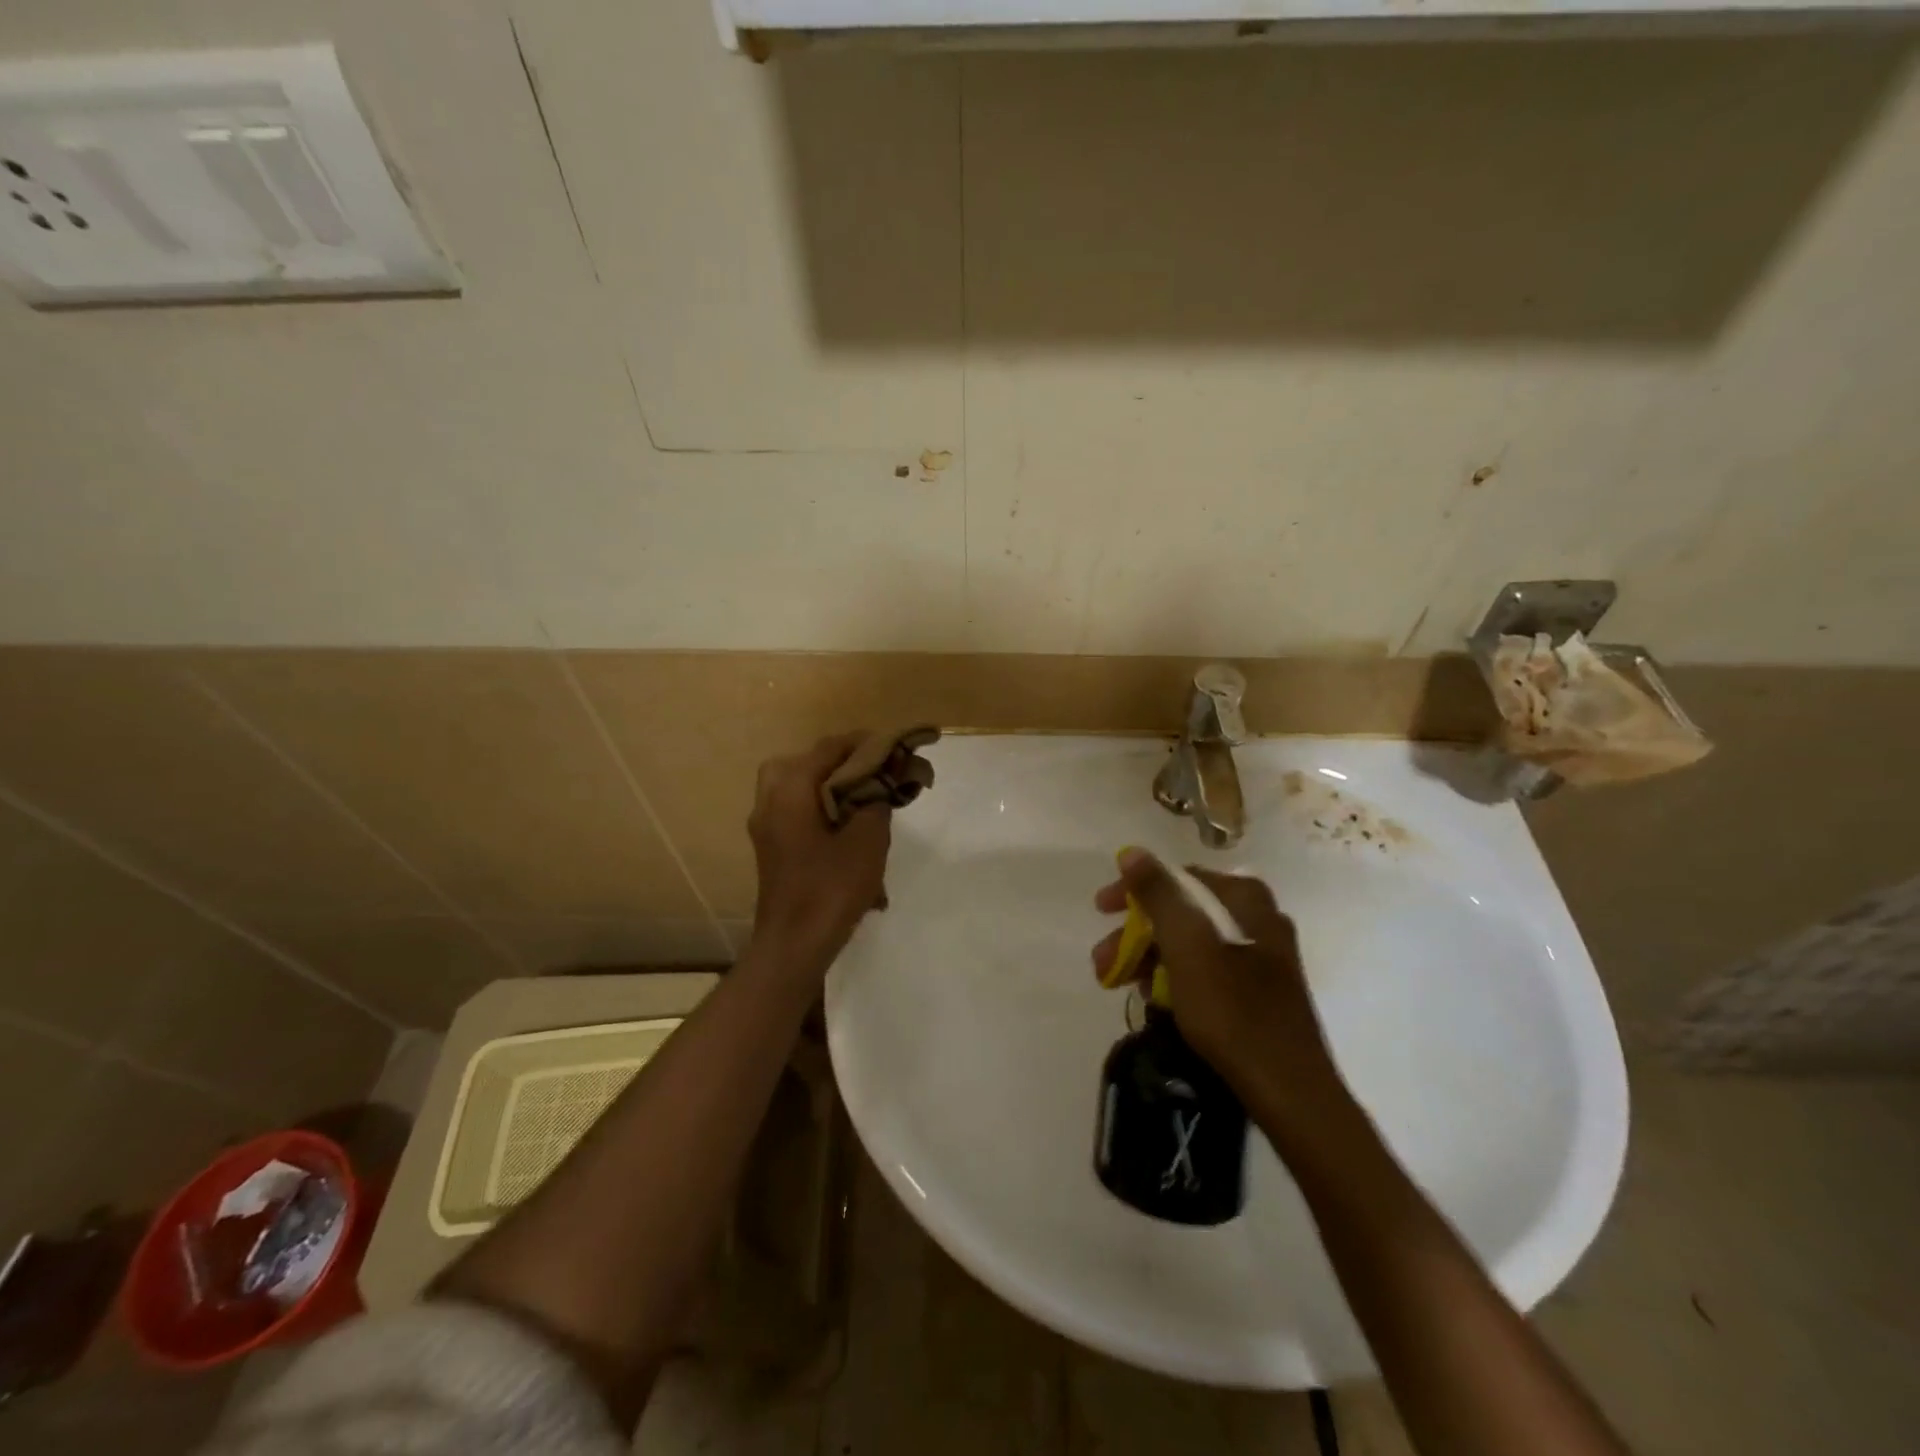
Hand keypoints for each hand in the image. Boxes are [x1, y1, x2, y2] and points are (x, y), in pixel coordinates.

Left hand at [748, 733, 892, 971]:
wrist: (794, 945)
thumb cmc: (831, 888)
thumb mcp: (867, 840)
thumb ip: (875, 802)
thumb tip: (880, 784)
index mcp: (790, 791)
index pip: (827, 749)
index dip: (861, 743)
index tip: (890, 744)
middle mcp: (770, 802)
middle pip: (801, 763)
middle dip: (836, 762)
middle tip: (867, 770)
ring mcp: (766, 827)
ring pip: (794, 788)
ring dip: (825, 786)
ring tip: (859, 797)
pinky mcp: (771, 849)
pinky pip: (793, 812)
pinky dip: (817, 808)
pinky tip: (845, 827)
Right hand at [1091, 850, 1346, 1119]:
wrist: (1290, 1091)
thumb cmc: (1233, 1011)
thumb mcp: (1187, 946)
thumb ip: (1159, 895)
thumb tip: (1133, 852)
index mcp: (1245, 899)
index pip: (1177, 877)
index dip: (1132, 891)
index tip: (1100, 911)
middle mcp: (1257, 918)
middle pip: (1182, 911)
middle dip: (1137, 933)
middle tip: (1103, 961)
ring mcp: (1262, 955)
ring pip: (1192, 943)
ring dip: (1151, 958)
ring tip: (1122, 985)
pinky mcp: (1260, 990)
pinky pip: (1207, 970)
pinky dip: (1177, 978)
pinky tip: (1158, 1002)